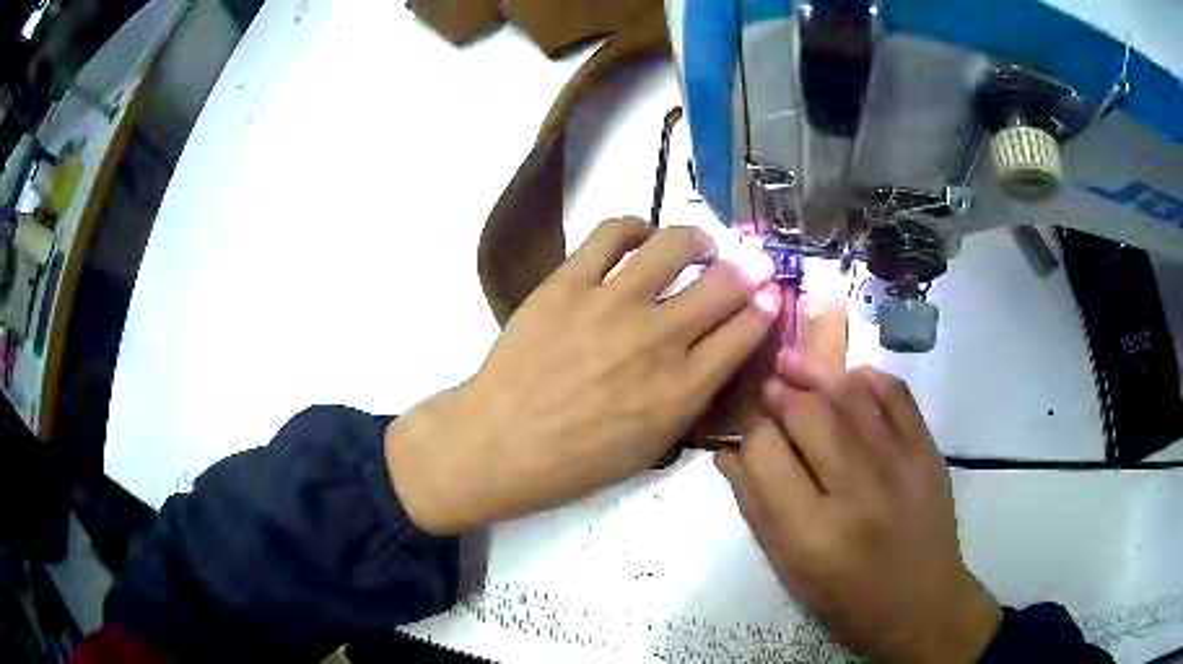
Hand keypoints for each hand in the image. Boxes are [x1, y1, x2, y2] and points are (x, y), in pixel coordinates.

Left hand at [388, 217, 781, 533]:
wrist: (499, 442)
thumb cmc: (575, 460)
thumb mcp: (651, 447)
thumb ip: (690, 399)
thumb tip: (715, 355)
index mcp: (681, 389)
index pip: (745, 332)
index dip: (766, 307)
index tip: (771, 294)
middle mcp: (657, 338)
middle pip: (724, 285)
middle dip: (750, 269)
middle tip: (751, 265)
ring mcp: (611, 303)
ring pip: (674, 246)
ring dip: (697, 240)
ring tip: (697, 247)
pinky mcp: (568, 282)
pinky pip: (611, 233)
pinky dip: (634, 228)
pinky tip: (639, 238)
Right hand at [716, 352, 1001, 662]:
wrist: (920, 601)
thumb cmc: (844, 595)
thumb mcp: (788, 567)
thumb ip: (755, 507)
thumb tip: (727, 452)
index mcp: (811, 532)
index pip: (765, 453)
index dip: (749, 432)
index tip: (748, 429)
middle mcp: (857, 491)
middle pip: (807, 414)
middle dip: (779, 395)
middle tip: (768, 389)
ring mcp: (900, 464)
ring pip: (850, 395)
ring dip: (816, 375)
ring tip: (796, 368)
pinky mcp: (927, 450)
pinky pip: (896, 394)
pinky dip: (867, 378)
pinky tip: (848, 380)